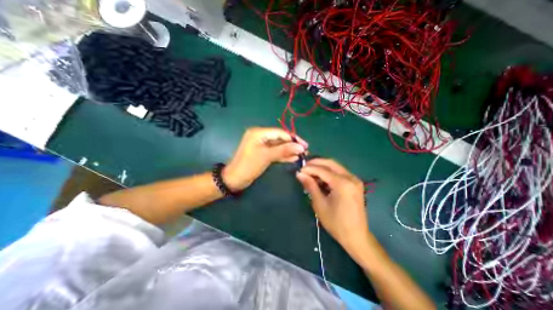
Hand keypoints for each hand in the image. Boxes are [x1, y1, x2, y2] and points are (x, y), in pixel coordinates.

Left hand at [223, 126, 309, 190]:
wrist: (234, 179)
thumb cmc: (248, 165)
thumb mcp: (267, 156)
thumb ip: (284, 150)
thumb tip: (301, 147)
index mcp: (259, 133)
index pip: (280, 133)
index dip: (293, 138)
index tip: (305, 145)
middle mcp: (261, 137)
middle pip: (280, 139)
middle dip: (292, 145)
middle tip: (305, 151)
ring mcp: (262, 145)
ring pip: (279, 146)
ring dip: (290, 150)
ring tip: (302, 155)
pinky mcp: (263, 153)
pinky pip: (275, 152)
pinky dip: (284, 155)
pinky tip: (293, 158)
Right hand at [296, 159, 368, 257]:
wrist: (356, 236)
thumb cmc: (336, 223)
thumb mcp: (320, 204)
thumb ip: (310, 186)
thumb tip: (300, 174)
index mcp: (342, 183)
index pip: (322, 170)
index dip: (309, 168)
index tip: (299, 170)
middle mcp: (351, 177)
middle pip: (330, 163)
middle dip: (316, 163)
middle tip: (304, 167)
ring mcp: (355, 179)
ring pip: (335, 166)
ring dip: (322, 168)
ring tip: (310, 174)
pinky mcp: (355, 183)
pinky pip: (339, 172)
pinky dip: (329, 173)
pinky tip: (321, 179)